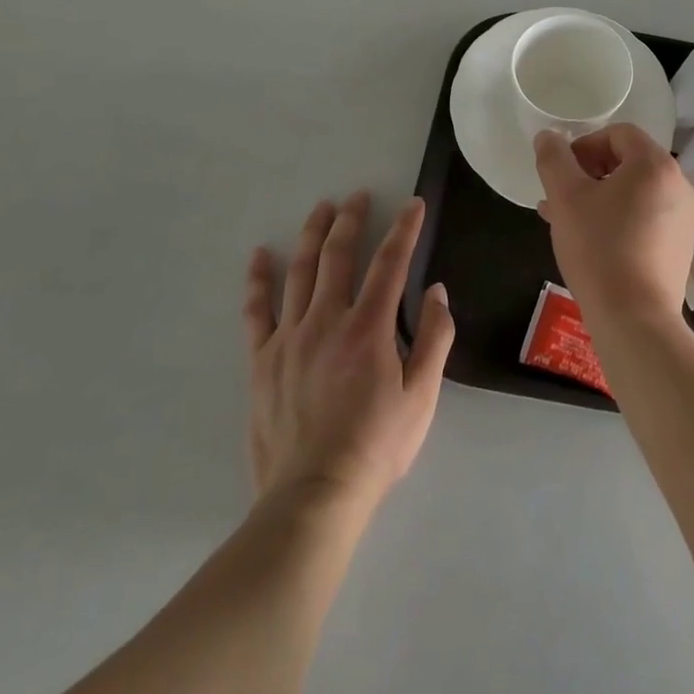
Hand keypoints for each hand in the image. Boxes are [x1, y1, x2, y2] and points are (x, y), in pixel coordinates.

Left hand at [245, 193, 453, 509]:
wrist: (313, 497)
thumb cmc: (376, 447)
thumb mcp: (422, 397)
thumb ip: (435, 339)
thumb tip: (437, 291)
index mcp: (369, 328)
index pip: (390, 263)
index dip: (404, 229)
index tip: (412, 205)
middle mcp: (327, 321)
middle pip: (339, 256)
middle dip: (351, 220)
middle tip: (357, 196)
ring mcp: (289, 338)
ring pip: (300, 272)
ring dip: (313, 235)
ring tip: (321, 208)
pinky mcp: (261, 361)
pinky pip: (256, 311)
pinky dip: (258, 280)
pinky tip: (261, 255)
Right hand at [533, 124, 693, 327]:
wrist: (635, 320)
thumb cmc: (599, 249)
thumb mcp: (566, 198)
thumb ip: (554, 159)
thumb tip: (547, 137)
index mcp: (656, 164)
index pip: (619, 134)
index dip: (585, 145)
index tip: (562, 172)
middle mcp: (679, 184)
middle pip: (629, 161)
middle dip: (590, 173)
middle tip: (561, 196)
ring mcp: (684, 217)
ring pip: (635, 191)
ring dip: (600, 196)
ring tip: (567, 220)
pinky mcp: (680, 246)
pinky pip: (646, 216)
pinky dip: (619, 218)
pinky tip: (590, 240)